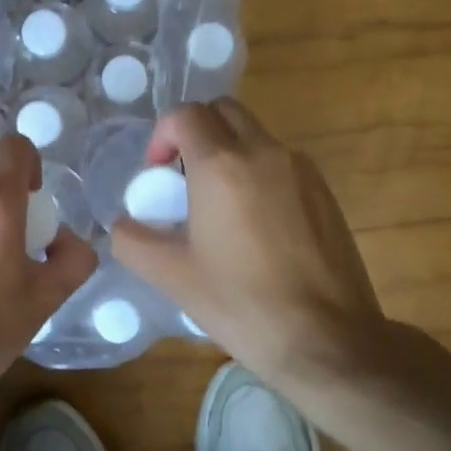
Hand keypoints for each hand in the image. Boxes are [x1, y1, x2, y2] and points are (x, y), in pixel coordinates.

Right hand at [112, 99, 382, 380]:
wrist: (327, 340)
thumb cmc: (242, 304)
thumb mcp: (172, 275)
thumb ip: (133, 240)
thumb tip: (123, 224)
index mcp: (223, 165)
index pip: (186, 114)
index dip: (162, 135)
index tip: (156, 173)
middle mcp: (265, 152)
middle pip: (223, 111)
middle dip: (196, 131)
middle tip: (182, 176)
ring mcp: (301, 169)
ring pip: (255, 135)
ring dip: (229, 151)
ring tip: (218, 205)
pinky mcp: (325, 191)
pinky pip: (281, 162)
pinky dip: (258, 172)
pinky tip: (256, 225)